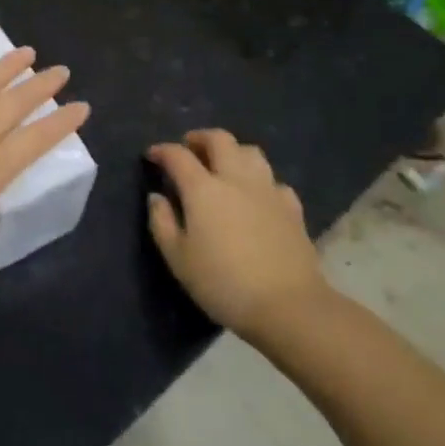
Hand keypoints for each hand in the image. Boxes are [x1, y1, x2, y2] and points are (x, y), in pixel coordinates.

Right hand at [146, 129, 329, 345]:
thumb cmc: (223, 283)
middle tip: (189, 149)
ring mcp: (268, 191)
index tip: (152, 156)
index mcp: (203, 189)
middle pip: (219, 139)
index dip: (162, 151)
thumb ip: (162, 222)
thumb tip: (156, 197)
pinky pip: (274, 181)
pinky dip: (261, 181)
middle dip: (200, 138)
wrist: (289, 307)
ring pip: (251, 152)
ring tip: (223, 167)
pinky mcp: (292, 209)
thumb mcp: (178, 259)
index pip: (178, 155)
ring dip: (232, 152)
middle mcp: (236, 179)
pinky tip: (257, 196)